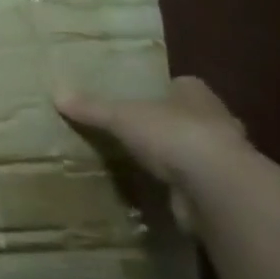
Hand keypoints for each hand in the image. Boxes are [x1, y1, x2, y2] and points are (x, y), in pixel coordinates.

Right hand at [56, 76, 247, 219]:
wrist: (216, 188)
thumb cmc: (174, 136)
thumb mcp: (123, 117)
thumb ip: (93, 108)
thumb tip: (57, 92)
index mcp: (197, 95)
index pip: (182, 86)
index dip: (164, 90)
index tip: (142, 98)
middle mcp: (217, 122)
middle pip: (190, 118)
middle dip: (170, 124)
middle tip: (138, 132)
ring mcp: (222, 160)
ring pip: (195, 152)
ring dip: (177, 158)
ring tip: (143, 164)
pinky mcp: (219, 192)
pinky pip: (193, 185)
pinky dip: (178, 188)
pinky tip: (156, 193)